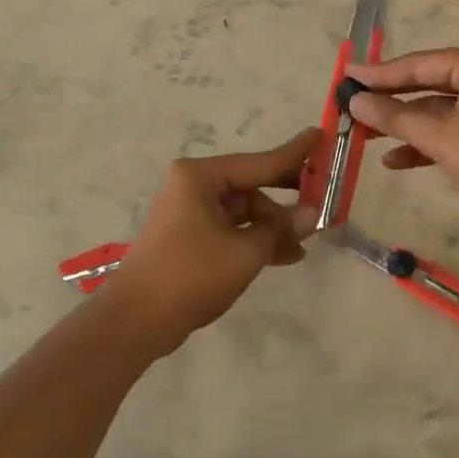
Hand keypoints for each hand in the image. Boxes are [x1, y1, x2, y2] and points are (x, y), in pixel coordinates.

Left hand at [104, 129, 320, 355]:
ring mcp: (190, 211)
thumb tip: (312, 214)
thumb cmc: (191, 275)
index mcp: (201, 176)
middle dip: (286, 197)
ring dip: (273, 226)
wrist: (135, 321)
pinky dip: (255, 239)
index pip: (260, 161)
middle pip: (252, 185)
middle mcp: (194, 185)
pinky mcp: (190, 235)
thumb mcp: (245, 252)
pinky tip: (285, 255)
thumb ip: (281, 228)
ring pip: (245, 210)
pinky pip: (232, 228)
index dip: (295, 154)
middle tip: (323, 197)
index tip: (321, 136)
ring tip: (305, 243)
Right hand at [344, 47, 458, 225]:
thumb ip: (395, 117)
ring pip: (436, 110)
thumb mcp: (438, 136)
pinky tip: (395, 161)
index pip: (416, 64)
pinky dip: (426, 143)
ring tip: (365, 136)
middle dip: (389, 100)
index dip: (378, 73)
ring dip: (404, 125)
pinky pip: (450, 129)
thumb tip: (355, 101)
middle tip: (351, 104)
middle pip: (425, 84)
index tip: (347, 75)